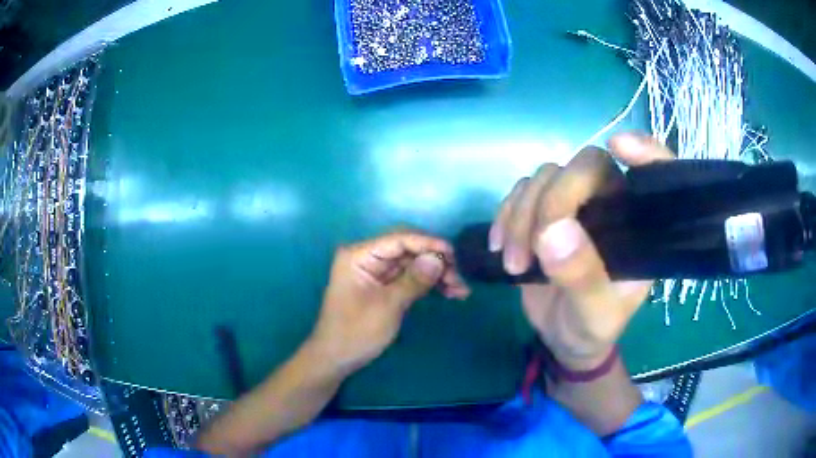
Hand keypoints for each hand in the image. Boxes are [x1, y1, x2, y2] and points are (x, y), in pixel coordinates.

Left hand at [309, 230, 470, 375]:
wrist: (335, 359)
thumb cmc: (355, 332)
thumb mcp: (387, 306)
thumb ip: (414, 280)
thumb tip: (439, 258)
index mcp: (359, 255)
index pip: (399, 239)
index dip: (428, 243)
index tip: (454, 254)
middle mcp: (367, 257)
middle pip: (408, 248)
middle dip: (435, 260)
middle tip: (458, 278)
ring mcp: (376, 271)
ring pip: (413, 263)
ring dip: (436, 273)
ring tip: (460, 290)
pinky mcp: (383, 285)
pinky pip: (410, 277)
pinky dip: (428, 284)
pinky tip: (449, 292)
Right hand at [489, 133, 674, 369]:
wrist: (563, 336)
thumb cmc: (593, 327)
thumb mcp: (595, 315)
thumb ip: (583, 278)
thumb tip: (552, 231)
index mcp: (638, 226)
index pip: (655, 172)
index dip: (645, 150)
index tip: (619, 147)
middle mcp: (612, 204)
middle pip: (585, 165)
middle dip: (552, 199)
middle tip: (533, 247)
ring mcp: (576, 205)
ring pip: (547, 175)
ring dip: (521, 213)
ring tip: (514, 261)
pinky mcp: (543, 211)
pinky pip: (521, 191)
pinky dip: (505, 213)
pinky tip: (498, 246)